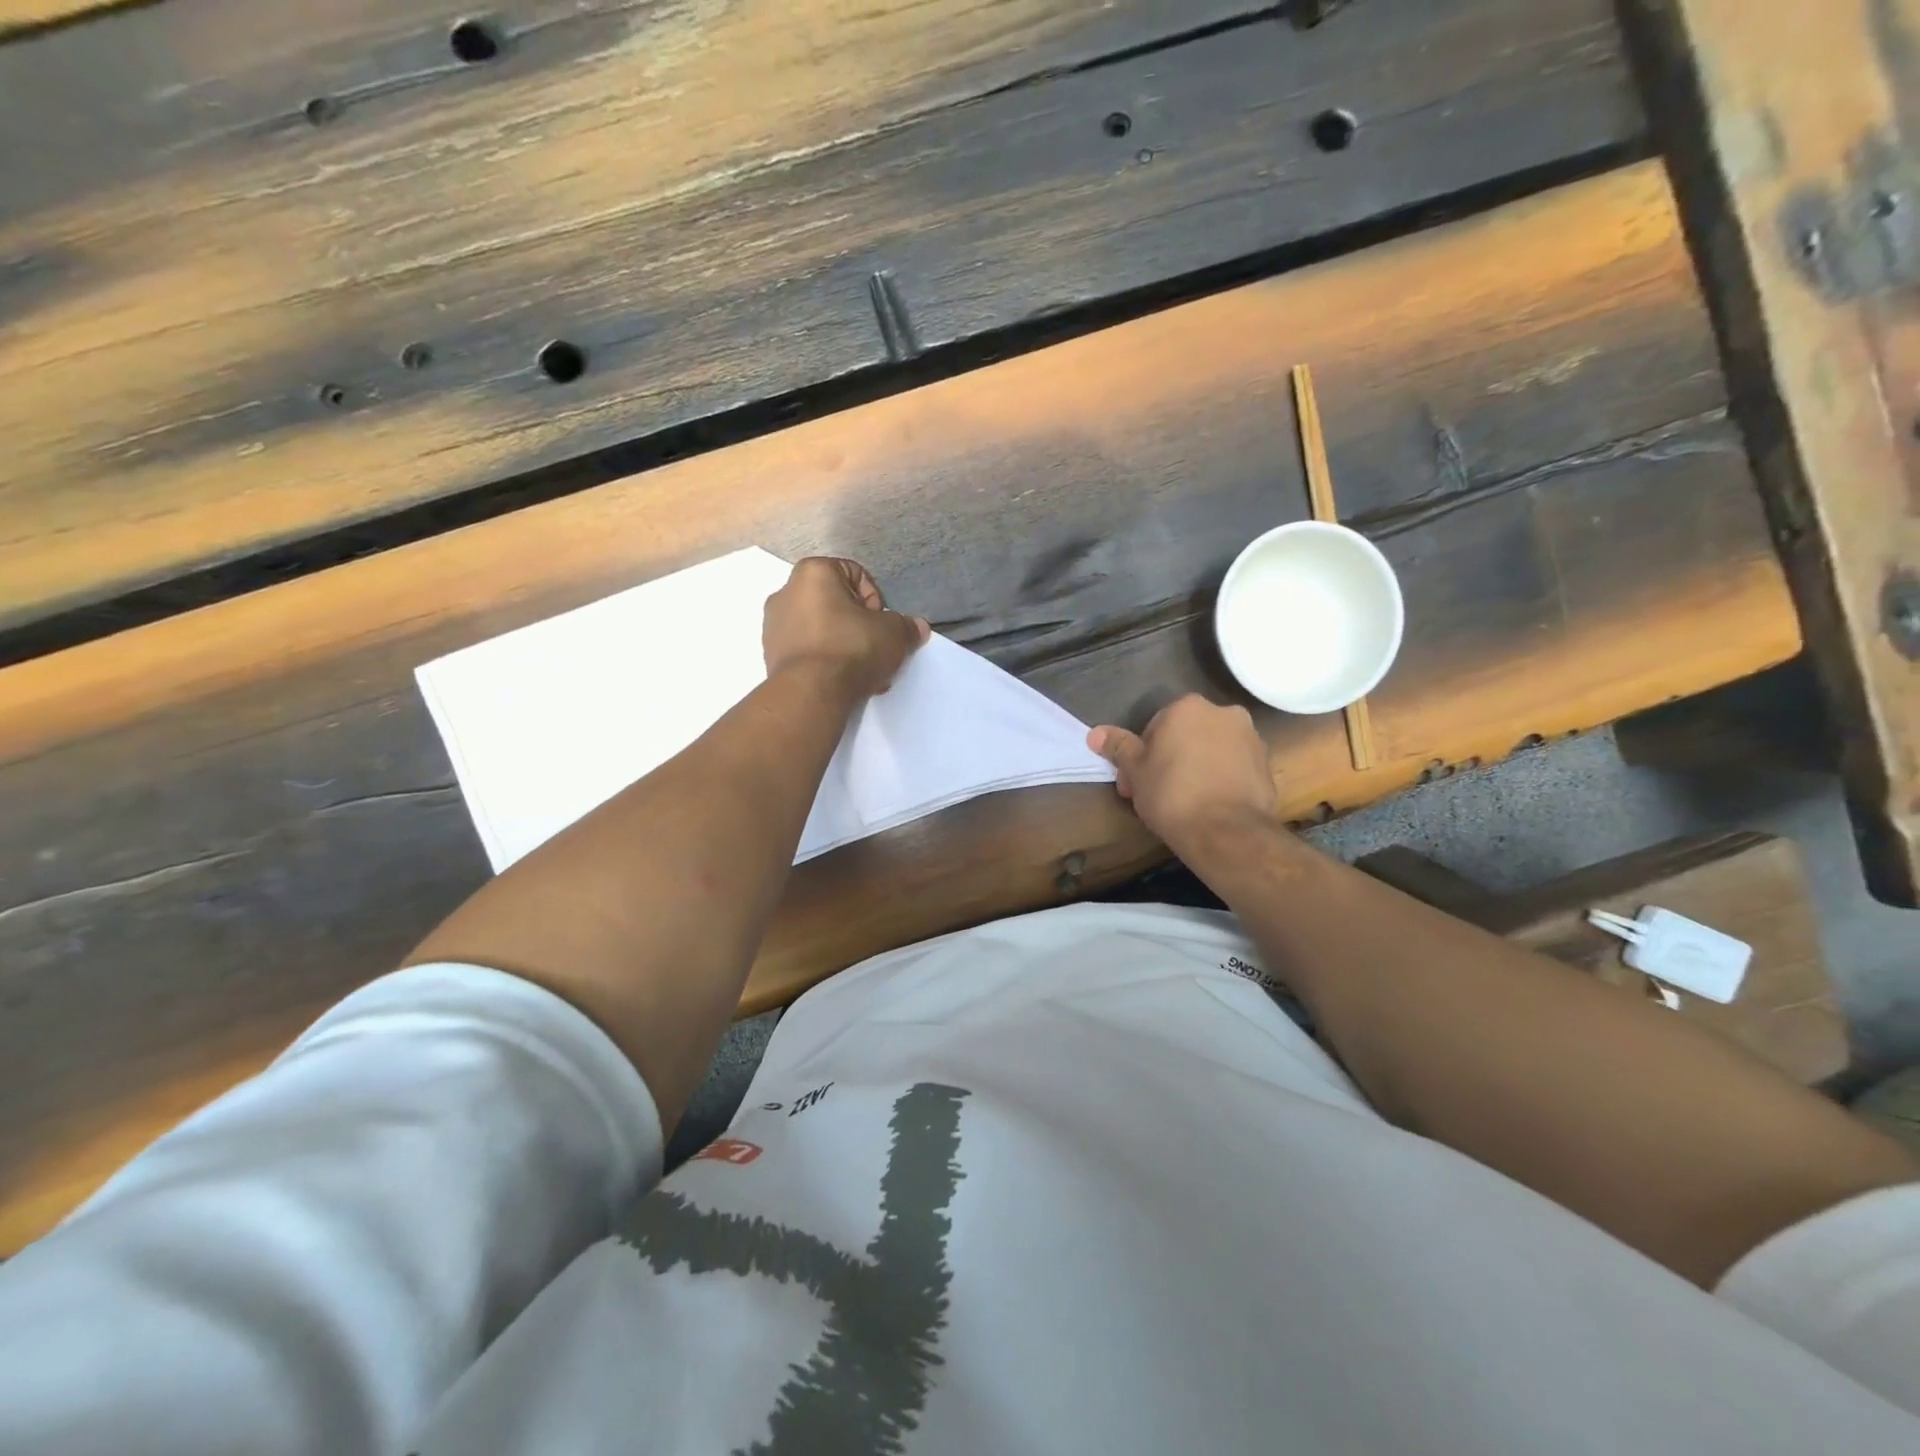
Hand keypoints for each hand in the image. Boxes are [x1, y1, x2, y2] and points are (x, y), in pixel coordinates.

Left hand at [764, 557, 929, 699]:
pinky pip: (808, 650)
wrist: (811, 693)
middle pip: (836, 604)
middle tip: (875, 650)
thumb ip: (906, 626)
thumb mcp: (893, 634)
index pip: (855, 573)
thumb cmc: (852, 648)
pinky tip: (843, 681)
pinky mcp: (771, 654)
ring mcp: (774, 625)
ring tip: (862, 672)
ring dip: (844, 645)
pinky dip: (826, 660)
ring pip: (822, 629)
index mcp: (813, 573)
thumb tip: (917, 627)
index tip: (882, 625)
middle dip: (860, 626)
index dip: (876, 600)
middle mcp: (786, 591)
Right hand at [1088, 695, 1278, 850]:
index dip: (1143, 755)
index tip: (1137, 782)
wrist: (1226, 833)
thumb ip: (1118, 747)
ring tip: (1185, 802)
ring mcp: (1250, 738)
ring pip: (1211, 749)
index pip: (1156, 725)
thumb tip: (1095, 733)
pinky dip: (1220, 779)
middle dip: (1171, 758)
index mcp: (1188, 707)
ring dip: (1197, 766)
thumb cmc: (1172, 795)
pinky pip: (1234, 767)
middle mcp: (1224, 713)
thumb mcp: (1135, 771)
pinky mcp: (1267, 765)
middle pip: (1186, 734)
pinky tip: (1209, 805)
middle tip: (1156, 793)